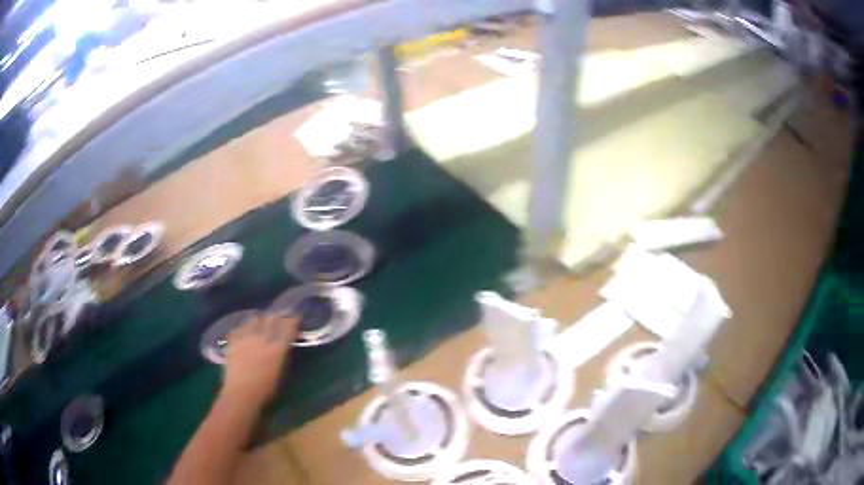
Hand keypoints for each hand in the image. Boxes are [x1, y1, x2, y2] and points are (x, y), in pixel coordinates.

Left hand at [221, 313, 298, 409]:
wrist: (241, 393)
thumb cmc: (264, 389)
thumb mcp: (280, 372)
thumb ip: (281, 355)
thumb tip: (283, 344)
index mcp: (277, 350)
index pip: (288, 328)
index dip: (293, 320)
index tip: (296, 316)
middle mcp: (262, 339)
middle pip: (272, 319)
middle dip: (277, 316)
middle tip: (279, 317)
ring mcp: (246, 338)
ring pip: (255, 319)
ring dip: (260, 320)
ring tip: (260, 323)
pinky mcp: (234, 340)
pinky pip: (240, 327)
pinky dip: (244, 328)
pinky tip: (245, 332)